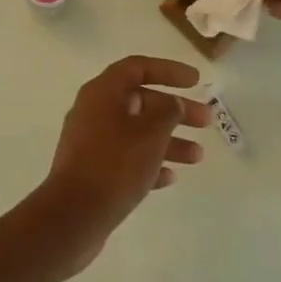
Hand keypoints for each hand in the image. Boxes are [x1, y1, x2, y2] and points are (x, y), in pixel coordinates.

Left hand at [37, 56, 209, 272]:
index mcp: (102, 92)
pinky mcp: (92, 170)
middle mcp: (94, 110)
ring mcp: (91, 141)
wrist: (74, 214)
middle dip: (175, 109)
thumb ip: (168, 111)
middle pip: (140, 101)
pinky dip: (149, 163)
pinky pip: (126, 158)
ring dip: (168, 140)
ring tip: (198, 156)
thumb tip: (172, 103)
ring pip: (136, 132)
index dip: (169, 70)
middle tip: (206, 121)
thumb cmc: (115, 164)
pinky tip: (171, 177)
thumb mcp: (150, 133)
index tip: (197, 81)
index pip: (138, 67)